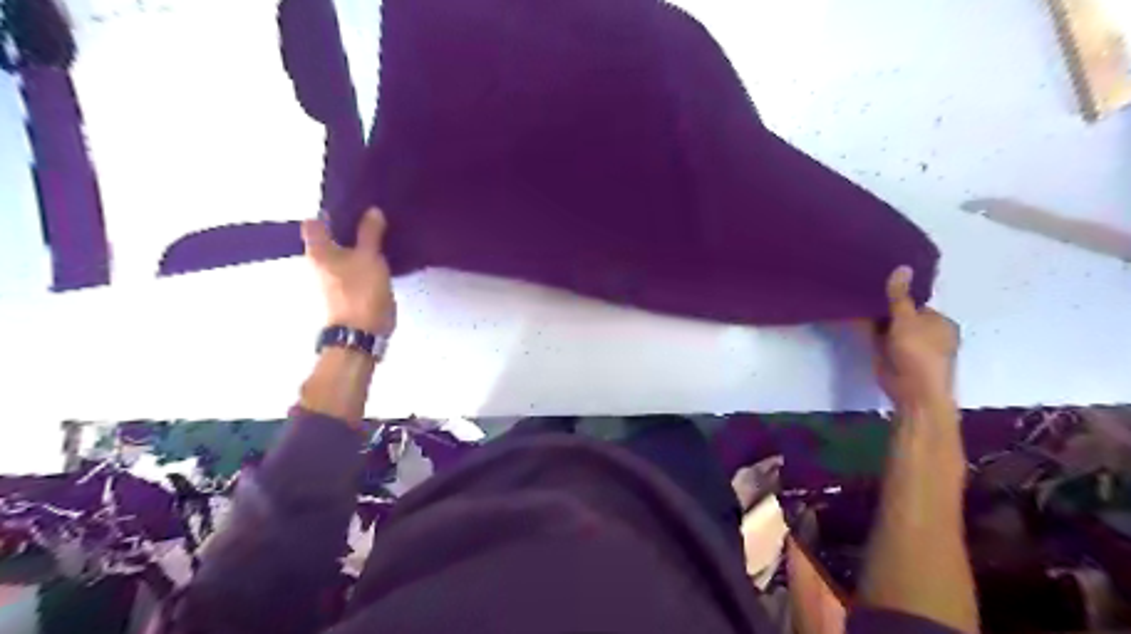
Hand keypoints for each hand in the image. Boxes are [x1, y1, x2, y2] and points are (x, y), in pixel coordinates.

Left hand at [301, 209, 397, 336]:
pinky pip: (353, 268)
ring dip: (358, 245)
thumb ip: (370, 233)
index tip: (354, 207)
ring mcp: (331, 280)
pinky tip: (381, 259)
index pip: (314, 222)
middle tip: (372, 219)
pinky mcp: (346, 292)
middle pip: (329, 238)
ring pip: (343, 254)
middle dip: (348, 228)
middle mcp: (318, 264)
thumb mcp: (369, 257)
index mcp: (317, 251)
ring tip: (380, 237)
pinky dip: (363, 261)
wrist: (361, 334)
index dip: (331, 213)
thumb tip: (372, 210)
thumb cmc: (361, 292)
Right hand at [867, 264, 955, 404]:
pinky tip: (854, 319)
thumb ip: (900, 297)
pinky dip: (869, 331)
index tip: (876, 283)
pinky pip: (879, 338)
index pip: (917, 302)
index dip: (898, 294)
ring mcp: (909, 346)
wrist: (913, 392)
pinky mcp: (893, 356)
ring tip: (853, 300)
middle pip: (902, 313)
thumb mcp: (907, 321)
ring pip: (889, 326)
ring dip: (875, 318)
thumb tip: (902, 267)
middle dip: (885, 306)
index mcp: (940, 322)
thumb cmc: (918, 354)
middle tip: (861, 289)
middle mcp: (927, 333)